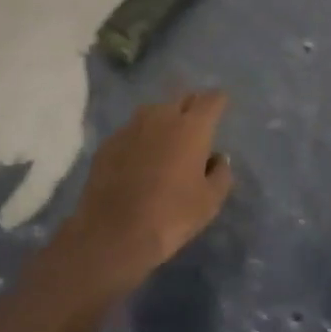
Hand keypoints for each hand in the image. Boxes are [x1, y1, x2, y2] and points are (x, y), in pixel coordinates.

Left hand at [52, 90, 234, 296]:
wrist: (113, 232)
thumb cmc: (171, 215)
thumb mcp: (209, 202)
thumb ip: (220, 174)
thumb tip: (218, 158)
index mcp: (191, 126)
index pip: (211, 99)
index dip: (218, 102)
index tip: (221, 107)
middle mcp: (162, 116)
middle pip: (182, 99)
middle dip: (192, 107)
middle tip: (196, 126)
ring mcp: (132, 126)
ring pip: (154, 112)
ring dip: (164, 121)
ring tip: (167, 143)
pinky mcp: (109, 141)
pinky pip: (132, 131)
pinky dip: (141, 139)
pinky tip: (139, 161)